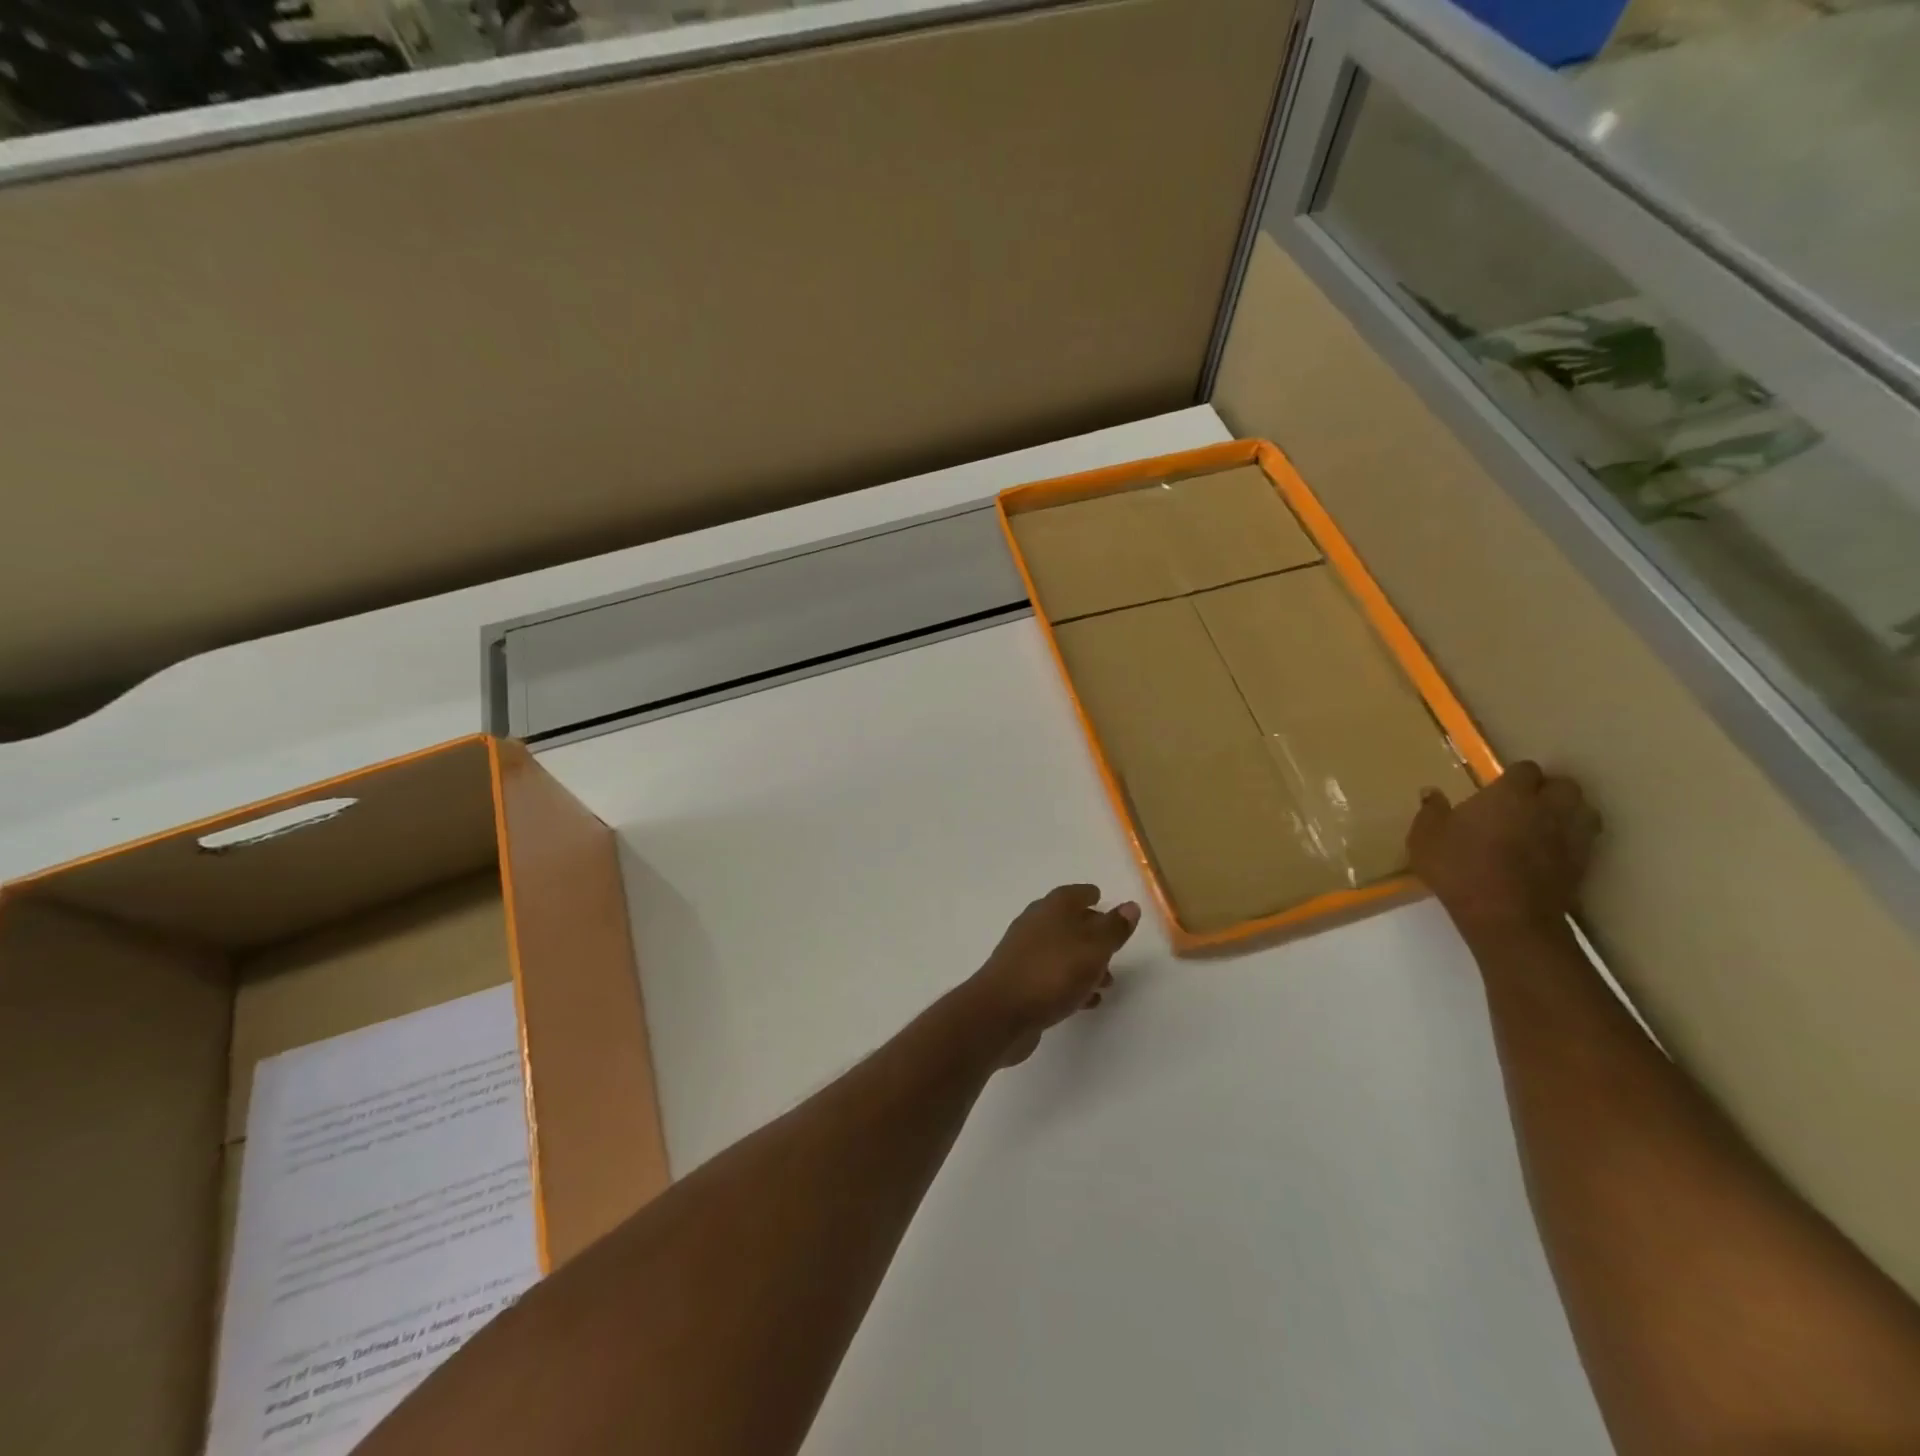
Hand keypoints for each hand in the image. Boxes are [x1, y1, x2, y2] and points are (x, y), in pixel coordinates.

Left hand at [967, 885, 1140, 1065]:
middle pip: (1067, 922)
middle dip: (1091, 932)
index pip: (1073, 893)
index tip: (1101, 897)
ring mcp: (1024, 954)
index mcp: (1052, 909)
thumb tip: (1130, 906)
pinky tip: (1086, 1001)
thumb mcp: (1094, 948)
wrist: (1001, 1012)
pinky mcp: (1020, 983)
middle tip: (1113, 944)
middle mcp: (1035, 925)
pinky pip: (1052, 977)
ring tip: (1107, 981)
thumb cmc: (1052, 972)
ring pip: (1061, 952)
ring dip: (1084, 963)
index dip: (1089, 895)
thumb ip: (1114, 928)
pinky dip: (1071, 984)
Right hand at [1407, 762, 1600, 936]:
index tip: (1498, 788)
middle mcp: (1547, 807)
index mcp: (1510, 794)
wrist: (1507, 918)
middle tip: (1525, 804)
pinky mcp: (1583, 864)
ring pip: (1584, 810)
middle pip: (1564, 785)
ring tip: (1547, 824)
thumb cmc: (1461, 869)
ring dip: (1569, 812)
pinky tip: (1553, 852)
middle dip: (1549, 790)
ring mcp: (1571, 836)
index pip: (1525, 769)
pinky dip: (1573, 841)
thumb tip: (1431, 792)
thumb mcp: (1426, 838)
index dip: (1513, 777)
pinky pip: (1585, 841)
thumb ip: (1431, 811)